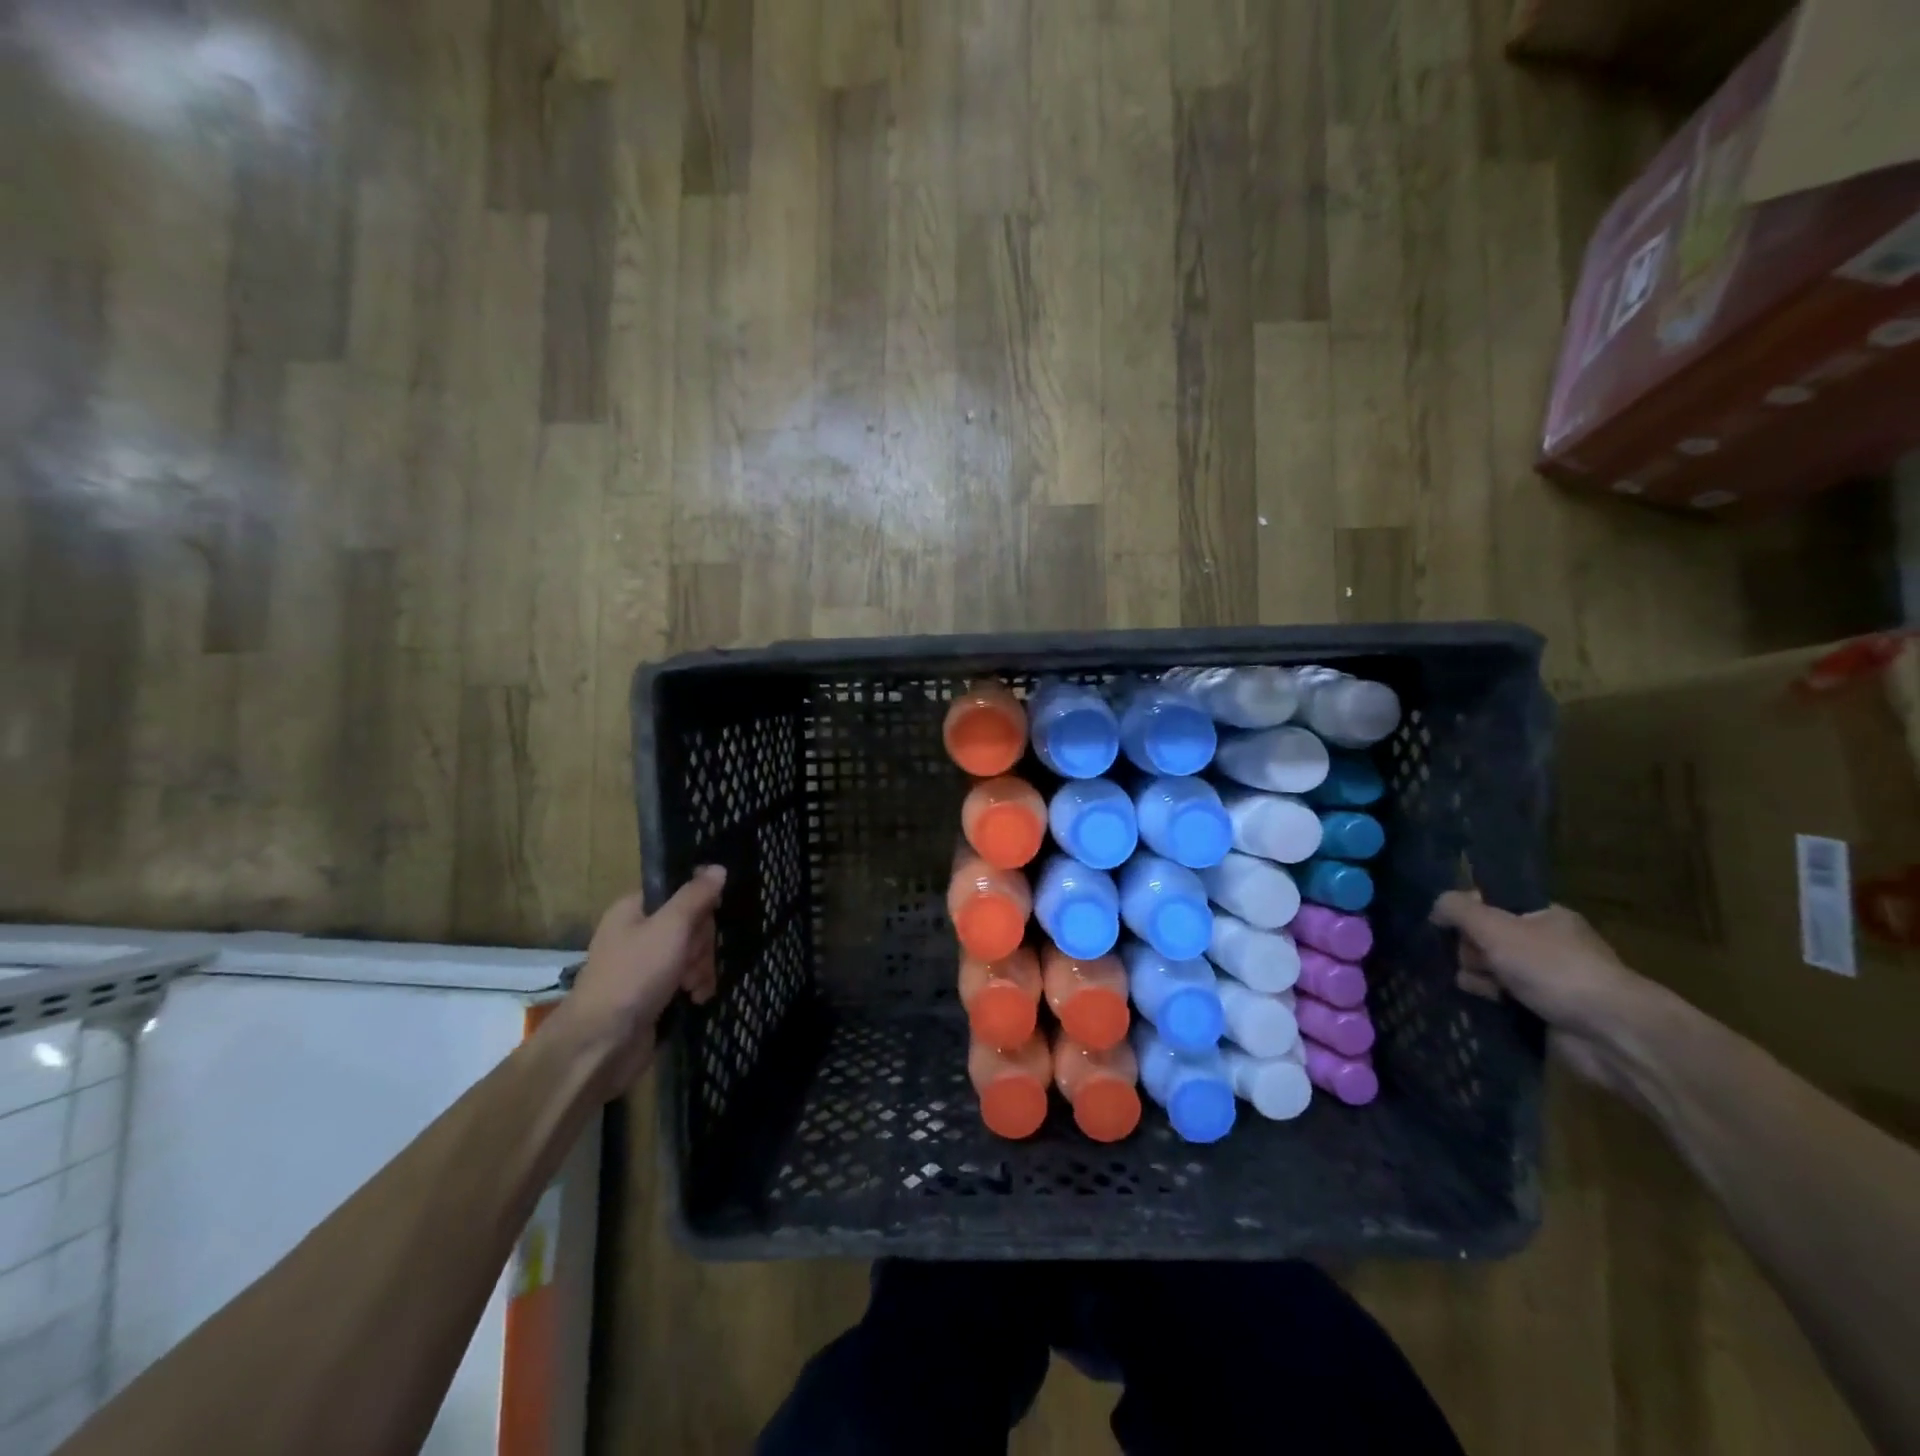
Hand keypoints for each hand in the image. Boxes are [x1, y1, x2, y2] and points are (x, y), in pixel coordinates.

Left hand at [551, 867, 726, 1097]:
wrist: (602, 1043)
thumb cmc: (635, 975)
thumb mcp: (671, 927)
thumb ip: (696, 896)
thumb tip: (717, 868)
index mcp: (634, 909)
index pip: (679, 892)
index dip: (699, 906)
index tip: (709, 919)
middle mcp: (637, 933)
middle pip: (689, 924)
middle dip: (702, 944)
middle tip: (695, 961)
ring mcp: (644, 965)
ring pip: (690, 953)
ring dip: (701, 968)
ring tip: (695, 987)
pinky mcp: (651, 993)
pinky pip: (683, 979)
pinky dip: (694, 987)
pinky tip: (696, 998)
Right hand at [1431, 892, 1645, 1092]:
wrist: (1610, 1032)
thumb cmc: (1553, 968)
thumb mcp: (1496, 927)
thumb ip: (1458, 909)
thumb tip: (1435, 907)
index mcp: (1545, 916)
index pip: (1492, 905)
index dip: (1469, 914)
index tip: (1453, 926)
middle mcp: (1547, 944)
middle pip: (1486, 938)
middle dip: (1472, 950)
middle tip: (1479, 962)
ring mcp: (1547, 980)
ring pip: (1490, 969)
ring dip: (1478, 977)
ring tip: (1486, 989)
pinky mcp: (1544, 1011)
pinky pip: (1502, 998)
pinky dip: (1491, 999)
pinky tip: (1488, 1002)